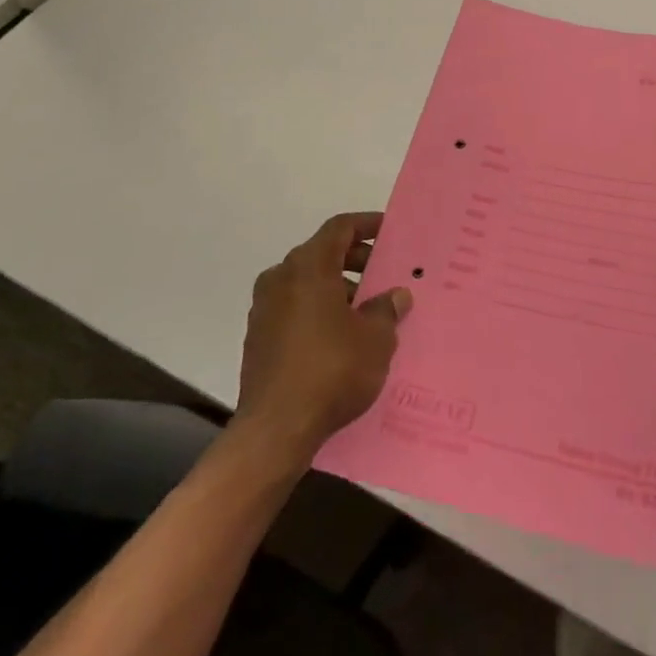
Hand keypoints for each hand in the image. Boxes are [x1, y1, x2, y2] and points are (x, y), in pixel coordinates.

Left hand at [237, 212, 411, 456]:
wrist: (276, 430)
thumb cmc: (332, 370)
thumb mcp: (375, 339)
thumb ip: (386, 309)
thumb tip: (396, 295)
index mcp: (308, 268)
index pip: (339, 228)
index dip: (367, 225)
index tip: (390, 232)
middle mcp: (280, 279)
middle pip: (322, 254)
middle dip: (356, 260)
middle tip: (385, 274)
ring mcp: (265, 309)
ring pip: (307, 283)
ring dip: (338, 288)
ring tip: (369, 310)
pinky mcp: (259, 338)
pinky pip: (295, 308)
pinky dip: (319, 310)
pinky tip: (343, 336)